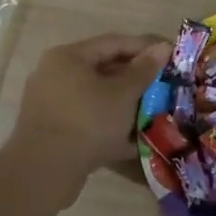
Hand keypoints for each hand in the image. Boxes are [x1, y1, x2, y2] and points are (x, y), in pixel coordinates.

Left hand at [7, 32, 168, 185]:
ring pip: (97, 98)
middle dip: (136, 79)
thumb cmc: (87, 121)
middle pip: (104, 70)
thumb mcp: (123, 94)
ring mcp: (52, 104)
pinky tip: (135, 140)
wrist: (44, 172)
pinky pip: (89, 121)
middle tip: (165, 85)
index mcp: (69, 57)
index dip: (145, 47)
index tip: (171, 55)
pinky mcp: (54, 131)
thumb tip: (163, 47)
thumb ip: (144, 69)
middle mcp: (56, 75)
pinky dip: (110, 126)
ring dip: (126, 105)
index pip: (114, 43)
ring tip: (155, 112)